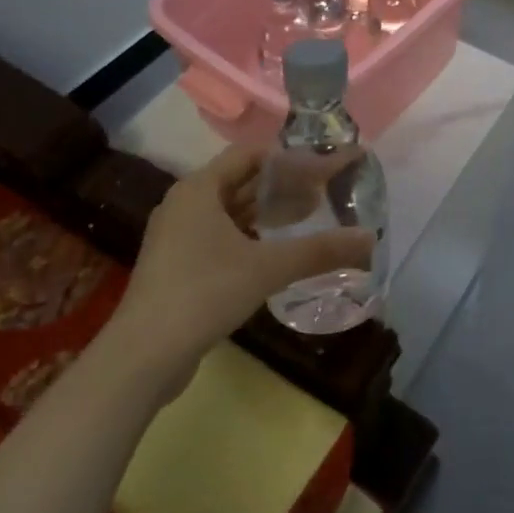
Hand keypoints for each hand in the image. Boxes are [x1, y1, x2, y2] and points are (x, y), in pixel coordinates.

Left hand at [111, 146, 373, 371]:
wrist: (143, 357)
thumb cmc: (204, 293)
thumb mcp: (268, 267)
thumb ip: (320, 250)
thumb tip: (370, 239)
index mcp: (200, 188)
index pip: (252, 155)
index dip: (292, 158)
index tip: (326, 166)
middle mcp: (186, 203)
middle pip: (242, 181)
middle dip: (284, 185)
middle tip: (326, 190)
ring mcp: (178, 236)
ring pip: (232, 211)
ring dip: (269, 211)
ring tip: (310, 216)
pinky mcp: (178, 265)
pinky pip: (222, 235)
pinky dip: (252, 235)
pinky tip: (278, 250)